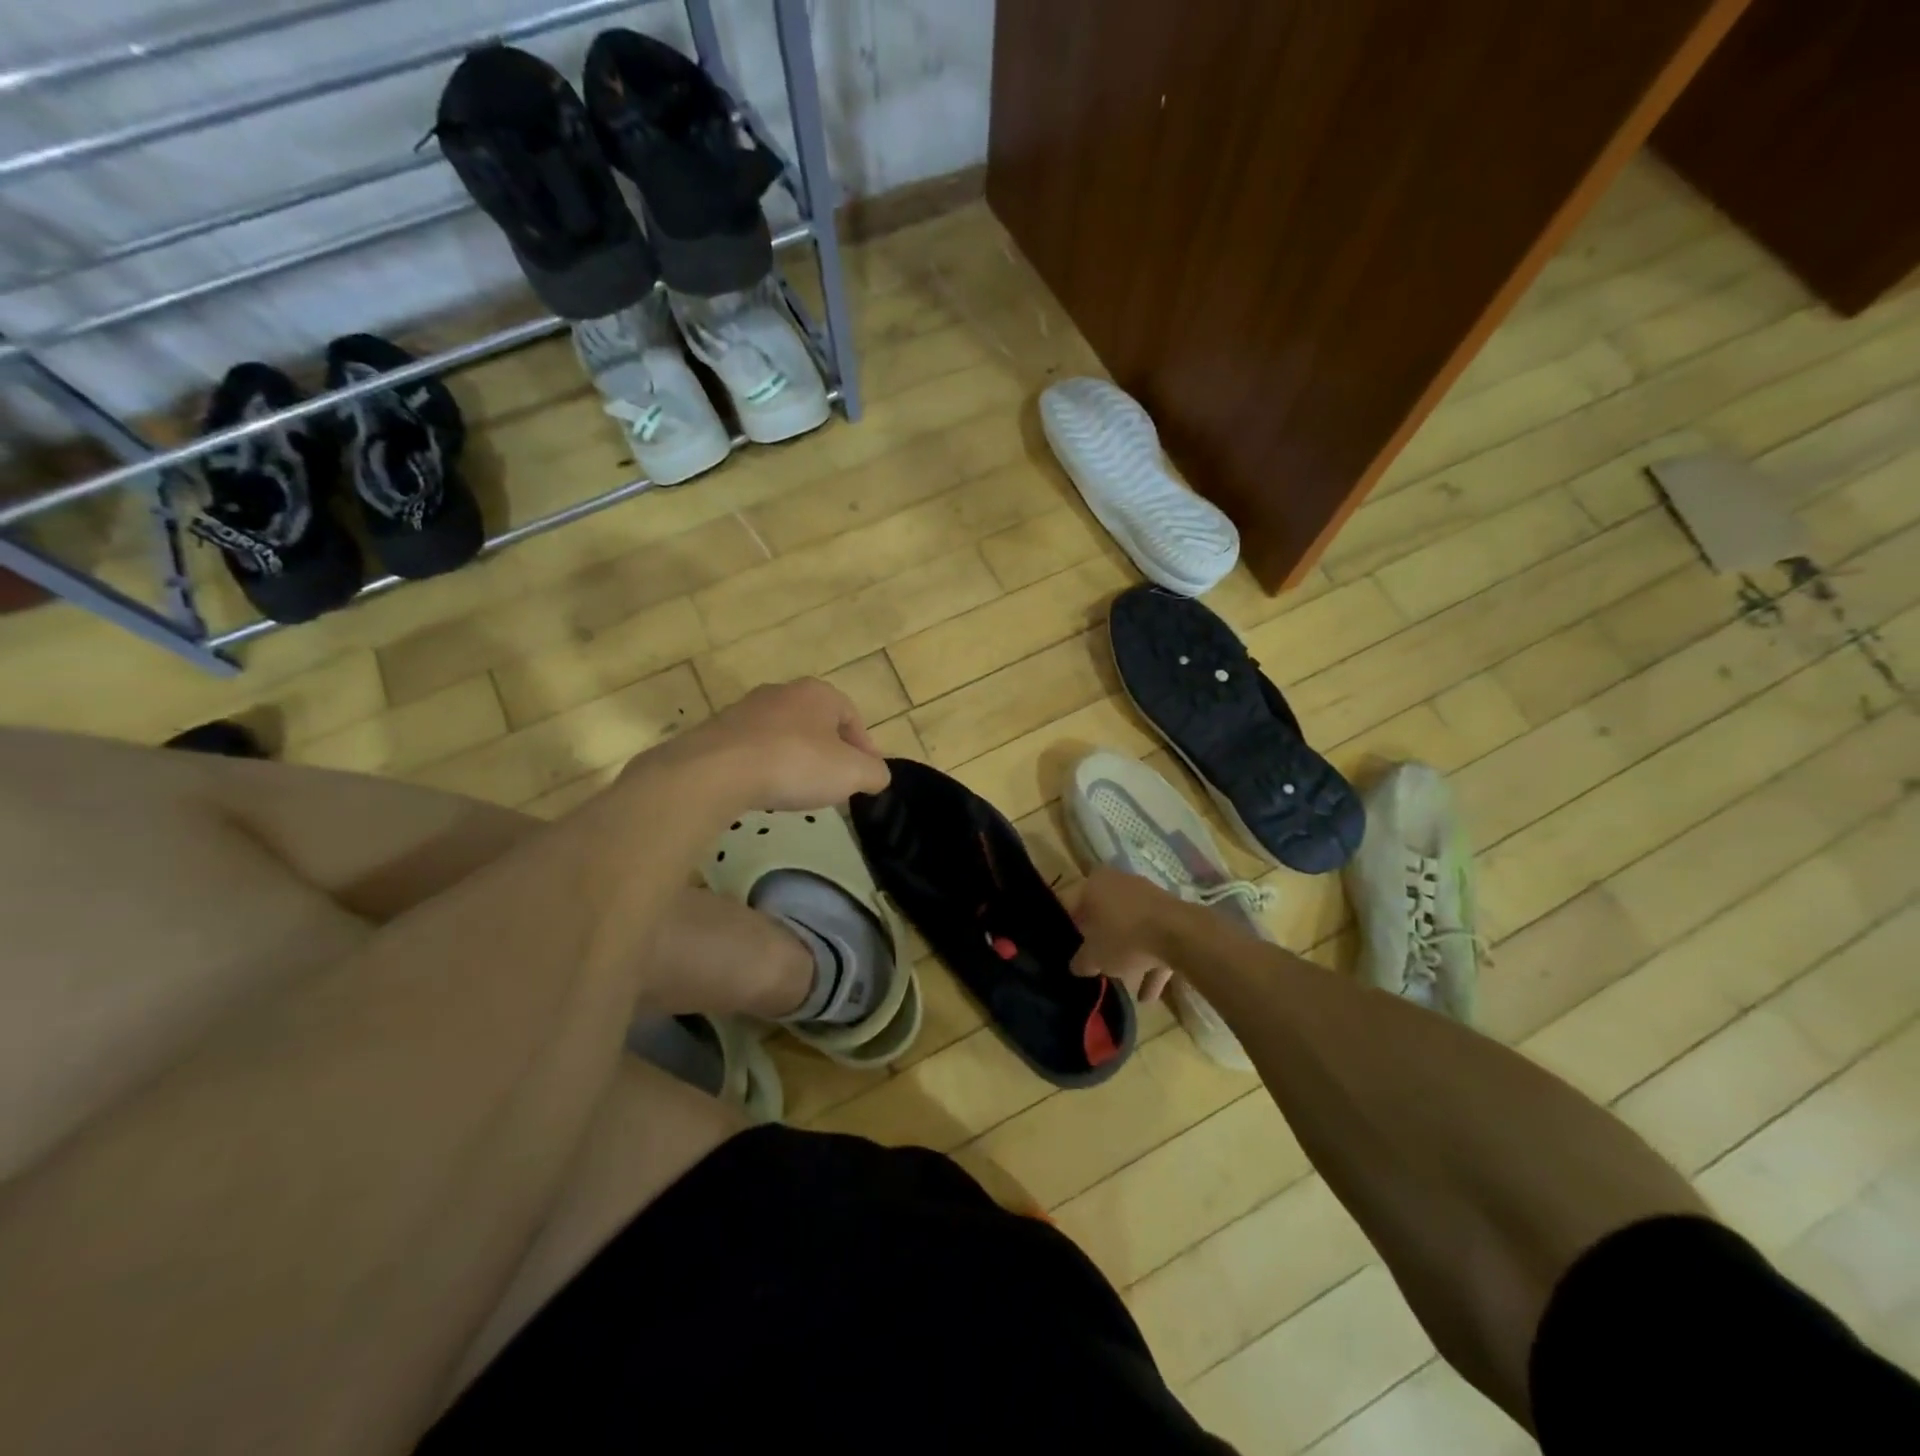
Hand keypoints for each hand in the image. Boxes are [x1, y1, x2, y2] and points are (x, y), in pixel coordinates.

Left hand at [661, 678, 891, 810]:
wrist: (717, 771)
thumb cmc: (795, 763)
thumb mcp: (852, 773)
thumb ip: (874, 773)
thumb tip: (877, 775)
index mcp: (818, 693)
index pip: (852, 715)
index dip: (864, 746)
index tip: (866, 775)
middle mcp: (781, 692)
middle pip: (817, 723)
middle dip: (829, 751)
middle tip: (836, 782)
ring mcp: (745, 710)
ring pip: (783, 734)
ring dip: (796, 758)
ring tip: (799, 789)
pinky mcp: (718, 732)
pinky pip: (754, 749)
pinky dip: (765, 766)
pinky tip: (766, 790)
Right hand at [1068, 866, 1184, 1003]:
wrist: (1180, 934)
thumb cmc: (1124, 937)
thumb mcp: (1094, 956)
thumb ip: (1082, 961)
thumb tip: (1077, 966)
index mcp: (1095, 884)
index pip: (1073, 905)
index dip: (1071, 929)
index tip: (1072, 950)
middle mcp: (1119, 883)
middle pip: (1104, 915)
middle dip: (1102, 941)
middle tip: (1097, 964)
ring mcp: (1148, 896)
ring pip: (1131, 928)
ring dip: (1129, 957)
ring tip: (1126, 987)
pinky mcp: (1171, 913)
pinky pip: (1154, 938)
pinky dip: (1151, 963)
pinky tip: (1149, 995)